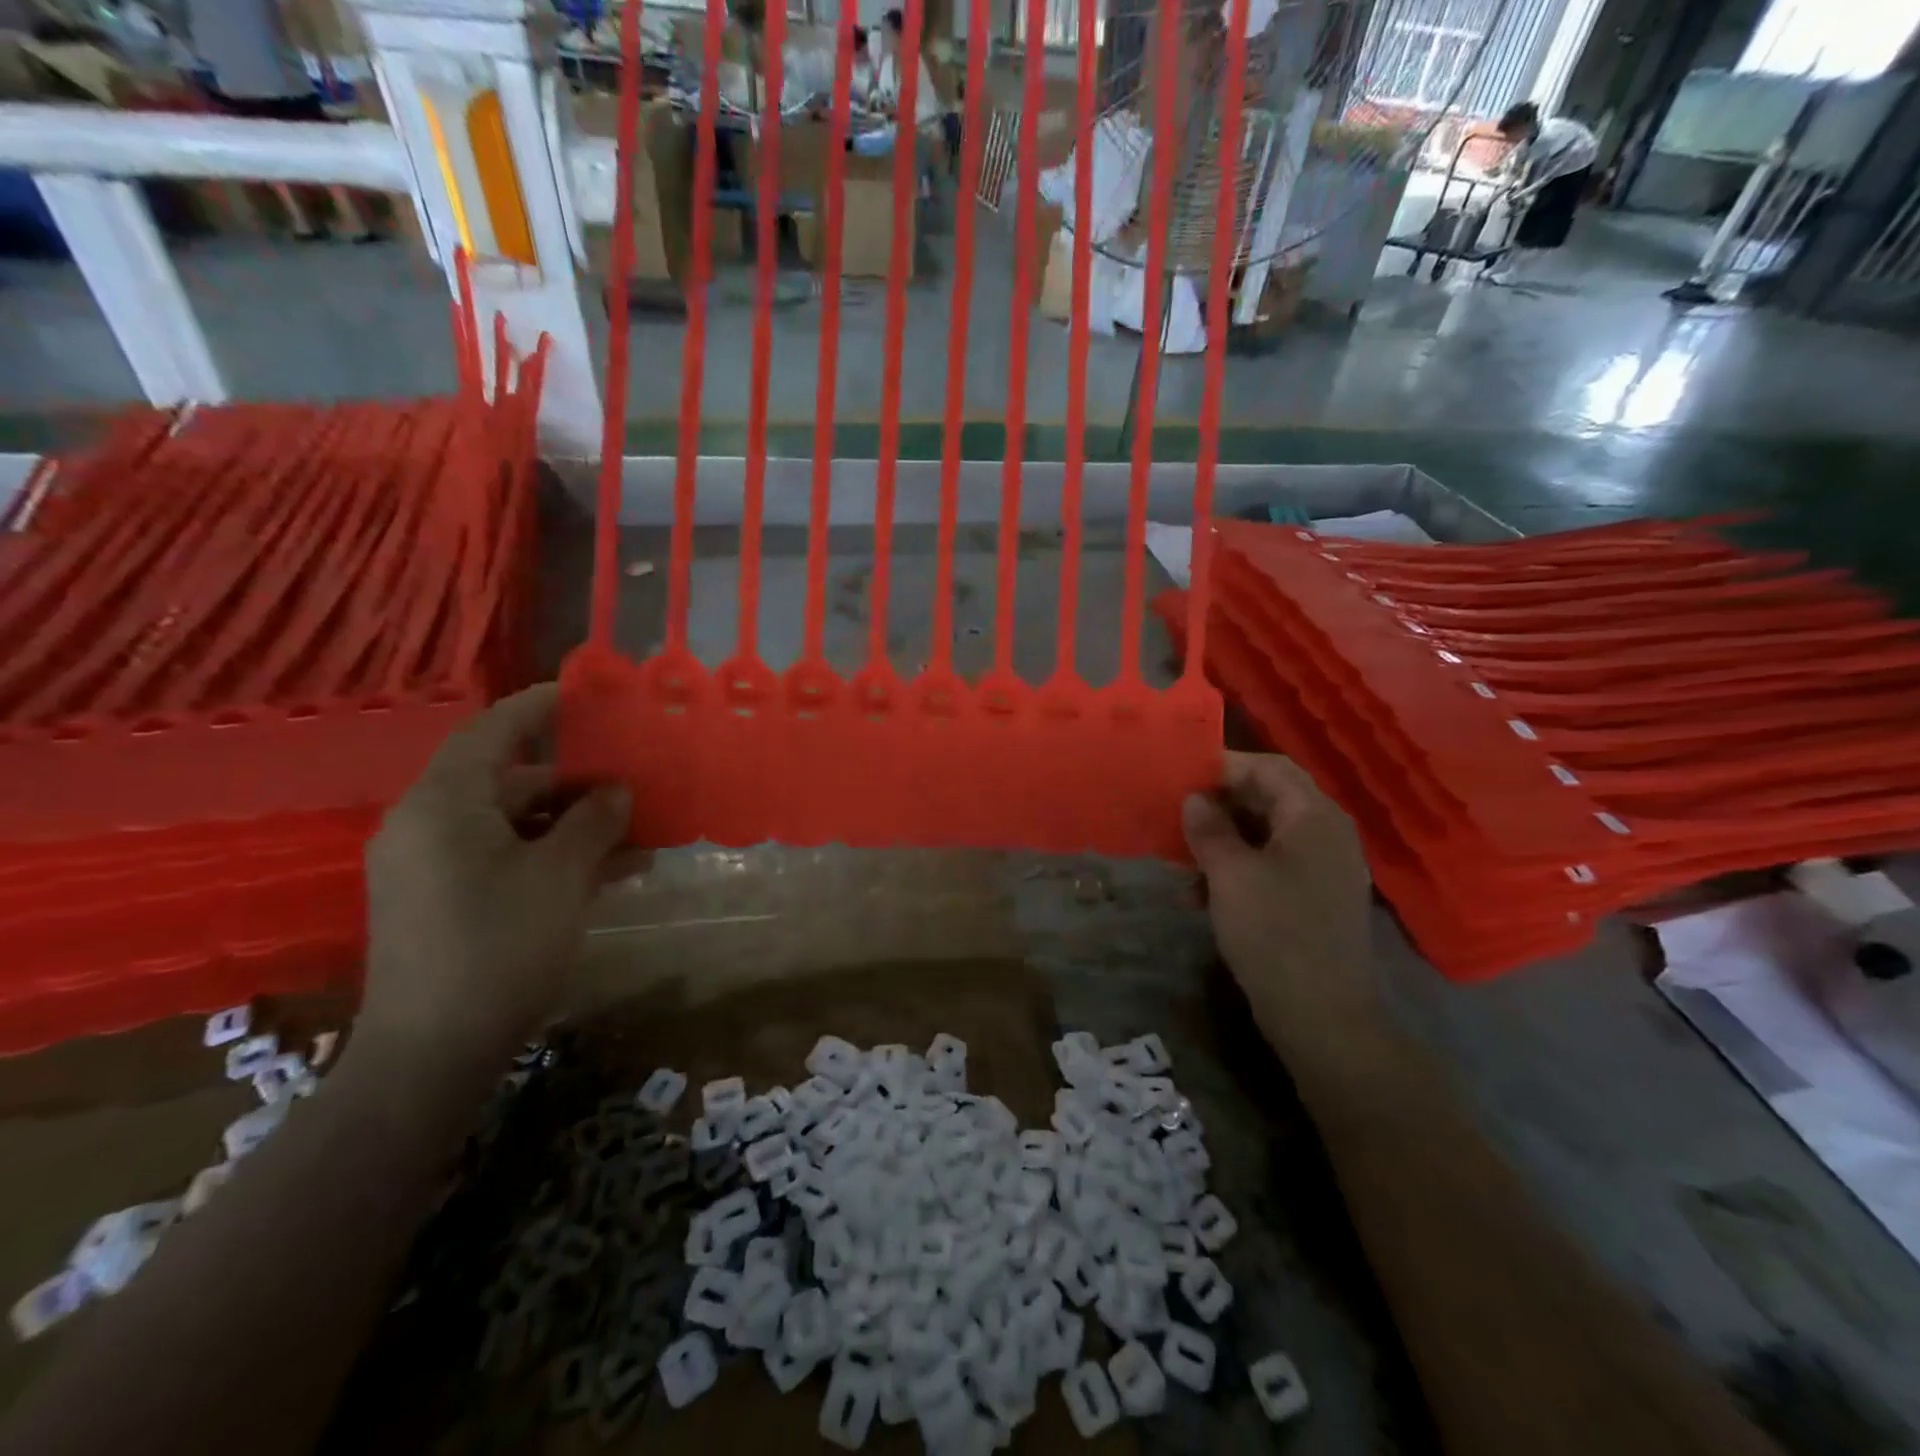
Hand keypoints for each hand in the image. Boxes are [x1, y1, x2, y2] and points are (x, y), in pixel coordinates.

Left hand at [356, 684, 632, 1072]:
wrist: (432, 1055)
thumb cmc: (499, 947)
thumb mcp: (561, 877)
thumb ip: (594, 822)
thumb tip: (618, 790)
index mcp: (443, 805)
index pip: (494, 731)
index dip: (542, 707)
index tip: (589, 694)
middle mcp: (429, 825)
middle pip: (513, 781)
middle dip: (580, 783)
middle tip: (636, 784)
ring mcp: (435, 866)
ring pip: (517, 825)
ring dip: (577, 826)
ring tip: (640, 835)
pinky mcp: (446, 901)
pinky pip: (507, 858)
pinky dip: (555, 857)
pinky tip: (614, 872)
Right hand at [1183, 753, 1378, 1060]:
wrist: (1323, 1016)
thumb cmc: (1275, 932)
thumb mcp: (1230, 875)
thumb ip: (1209, 829)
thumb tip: (1194, 799)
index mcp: (1313, 818)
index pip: (1269, 768)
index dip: (1225, 765)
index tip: (1182, 775)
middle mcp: (1325, 835)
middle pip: (1268, 799)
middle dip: (1218, 806)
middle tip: (1175, 814)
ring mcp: (1322, 870)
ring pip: (1264, 836)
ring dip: (1221, 842)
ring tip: (1180, 860)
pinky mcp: (1313, 901)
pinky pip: (1270, 867)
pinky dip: (1236, 871)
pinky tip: (1200, 896)